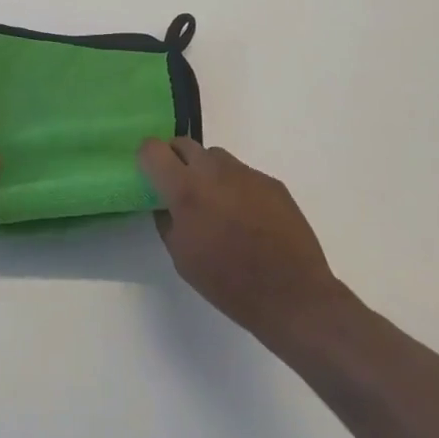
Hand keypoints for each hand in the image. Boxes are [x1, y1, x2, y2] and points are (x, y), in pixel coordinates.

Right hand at [138, 139, 347, 343]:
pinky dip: (235, 187)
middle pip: (184, 143)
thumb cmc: (227, 282)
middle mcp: (214, 171)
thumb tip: (166, 204)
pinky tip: (246, 217)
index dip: (147, 159)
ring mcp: (247, 174)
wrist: (291, 294)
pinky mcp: (271, 183)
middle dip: (175, 159)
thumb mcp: (181, 256)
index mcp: (185, 189)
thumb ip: (168, 220)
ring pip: (215, 157)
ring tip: (215, 203)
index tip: (150, 175)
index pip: (153, 149)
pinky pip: (243, 174)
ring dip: (206, 171)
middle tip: (178, 187)